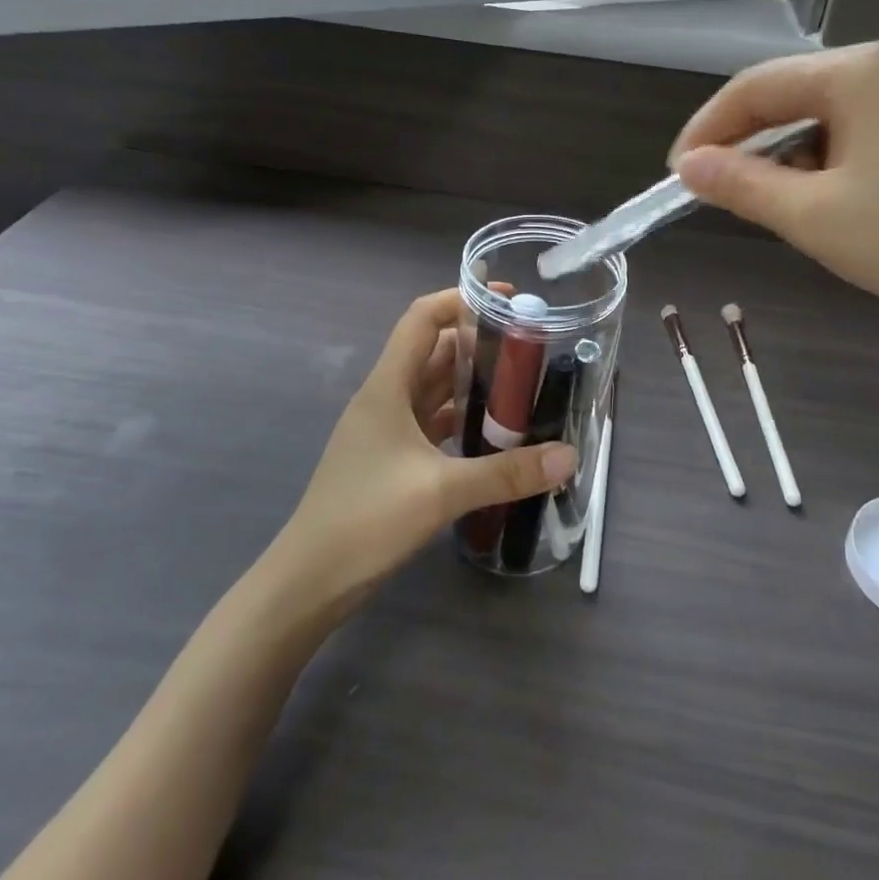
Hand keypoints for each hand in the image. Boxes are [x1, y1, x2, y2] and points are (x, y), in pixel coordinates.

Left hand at [267, 289, 575, 618]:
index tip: (507, 298)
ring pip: (434, 388)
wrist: (309, 581)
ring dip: (472, 381)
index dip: (461, 298)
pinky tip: (493, 431)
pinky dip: (461, 417)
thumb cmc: (366, 520)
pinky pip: (431, 421)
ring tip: (521, 382)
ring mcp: (385, 429)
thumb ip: (507, 472)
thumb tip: (569, 456)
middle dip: (478, 341)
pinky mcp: (389, 458)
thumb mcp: (442, 492)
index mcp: (387, 387)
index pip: (422, 319)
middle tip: (530, 345)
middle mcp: (385, 398)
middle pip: (434, 351)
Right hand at [670, 44, 878, 358]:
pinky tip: (819, 204)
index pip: (753, 88)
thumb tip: (687, 166)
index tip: (675, 176)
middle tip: (712, 192)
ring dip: (783, 159)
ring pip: (820, 119)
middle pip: (788, 97)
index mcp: (855, 72)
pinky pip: (855, 136)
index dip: (706, 129)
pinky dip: (822, 166)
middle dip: (744, 144)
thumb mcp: (812, 216)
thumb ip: (741, 184)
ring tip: (766, 206)